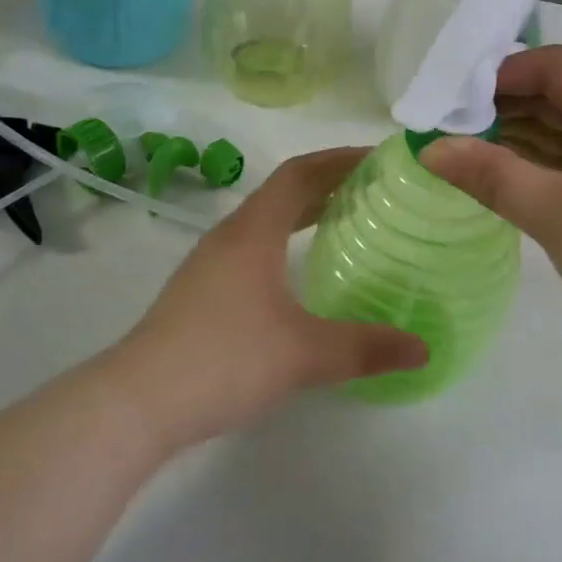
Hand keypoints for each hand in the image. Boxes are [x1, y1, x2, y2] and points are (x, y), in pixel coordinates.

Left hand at [105, 148, 426, 449]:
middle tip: (376, 189)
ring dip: (305, 212)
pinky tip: (300, 272)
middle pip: (283, 192)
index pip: (300, 173)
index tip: (380, 159)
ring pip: (266, 220)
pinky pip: (253, 247)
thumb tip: (423, 349)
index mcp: (254, 232)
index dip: (340, 159)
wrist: (138, 402)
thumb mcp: (304, 354)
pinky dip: (286, 241)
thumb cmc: (225, 360)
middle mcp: (230, 237)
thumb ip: (366, 348)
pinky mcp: (201, 292)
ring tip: (346, 222)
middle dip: (329, 183)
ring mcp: (210, 264)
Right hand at [421, 45, 561, 363]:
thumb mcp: (550, 212)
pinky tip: (498, 171)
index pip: (556, 66)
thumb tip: (429, 149)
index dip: (503, 73)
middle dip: (505, 105)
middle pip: (560, 93)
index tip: (455, 96)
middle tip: (450, 124)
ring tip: (464, 147)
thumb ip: (488, 174)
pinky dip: (537, 160)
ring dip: (518, 133)